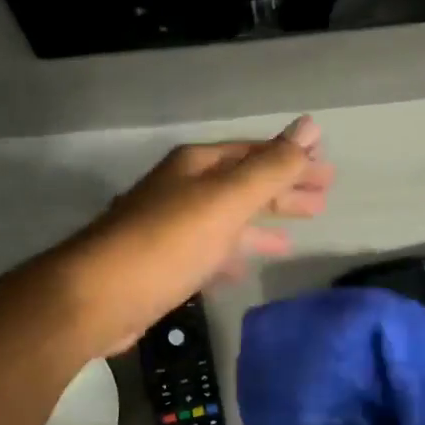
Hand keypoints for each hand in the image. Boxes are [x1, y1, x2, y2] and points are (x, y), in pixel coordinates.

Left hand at [58, 116, 334, 355]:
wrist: (96, 298)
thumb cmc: (166, 244)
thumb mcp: (225, 201)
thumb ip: (270, 168)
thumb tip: (310, 126)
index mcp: (197, 167)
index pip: (255, 154)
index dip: (292, 160)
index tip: (328, 171)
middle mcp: (182, 190)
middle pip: (244, 184)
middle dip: (283, 191)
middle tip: (323, 200)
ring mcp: (171, 227)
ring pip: (228, 219)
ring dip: (262, 224)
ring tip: (297, 236)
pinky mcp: (164, 263)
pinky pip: (210, 252)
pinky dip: (232, 255)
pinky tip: (246, 269)